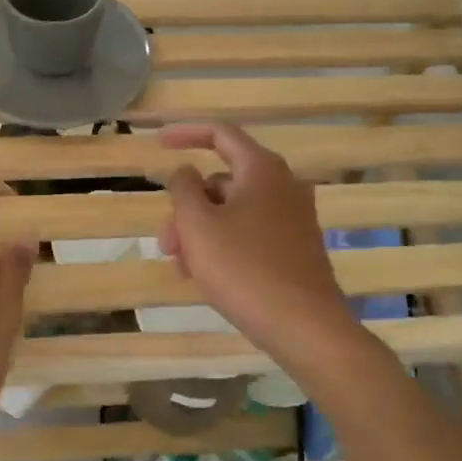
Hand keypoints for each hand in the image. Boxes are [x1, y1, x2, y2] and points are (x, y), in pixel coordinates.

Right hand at [158, 123, 357, 360]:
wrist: (304, 326)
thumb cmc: (244, 269)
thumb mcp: (198, 225)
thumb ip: (184, 188)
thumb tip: (186, 172)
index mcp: (262, 169)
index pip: (221, 134)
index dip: (186, 134)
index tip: (157, 144)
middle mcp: (283, 186)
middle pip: (222, 182)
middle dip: (187, 208)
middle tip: (167, 243)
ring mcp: (293, 218)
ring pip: (233, 212)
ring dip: (201, 232)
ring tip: (184, 269)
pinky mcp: (296, 248)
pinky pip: (250, 233)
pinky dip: (224, 245)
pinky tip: (208, 278)